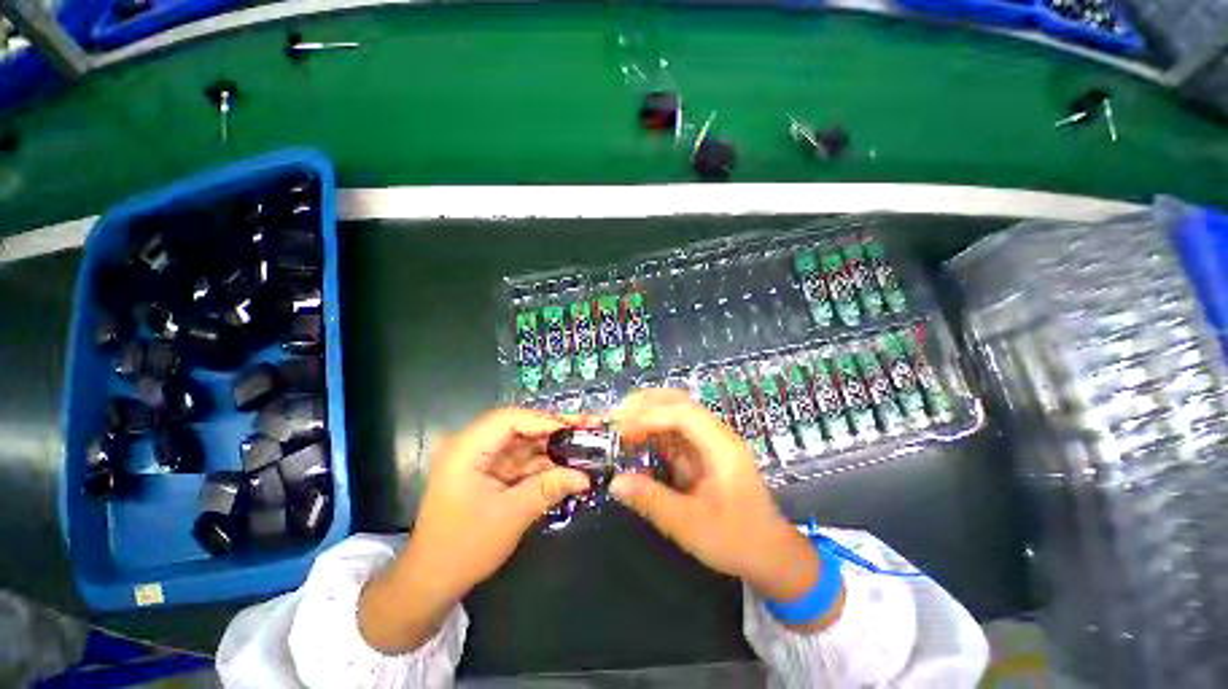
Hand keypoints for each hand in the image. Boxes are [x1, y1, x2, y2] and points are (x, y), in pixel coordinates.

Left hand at [360, 408, 589, 652]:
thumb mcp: (511, 516)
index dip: (545, 420)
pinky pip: (521, 460)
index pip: (510, 419)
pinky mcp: (490, 473)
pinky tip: (568, 464)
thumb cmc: (464, 548)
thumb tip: (585, 476)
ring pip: (524, 442)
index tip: (576, 427)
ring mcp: (481, 459)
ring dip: (552, 446)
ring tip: (585, 444)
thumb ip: (549, 488)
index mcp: (467, 449)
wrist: (431, 582)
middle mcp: (473, 446)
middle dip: (554, 430)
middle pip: (520, 426)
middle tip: (588, 428)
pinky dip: (543, 463)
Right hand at [609, 389, 841, 631]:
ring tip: (621, 423)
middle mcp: (717, 436)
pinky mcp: (703, 452)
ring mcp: (710, 442)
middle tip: (616, 415)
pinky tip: (636, 439)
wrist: (770, 554)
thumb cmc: (736, 540)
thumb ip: (652, 501)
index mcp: (722, 447)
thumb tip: (615, 483)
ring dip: (648, 413)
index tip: (622, 430)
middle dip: (647, 404)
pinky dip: (653, 431)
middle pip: (681, 402)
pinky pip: (675, 432)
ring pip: (676, 412)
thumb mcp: (691, 526)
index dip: (650, 416)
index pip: (684, 414)